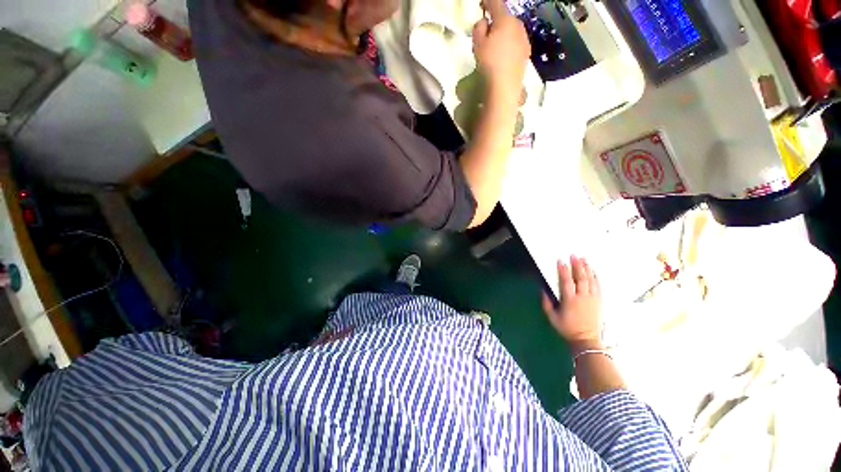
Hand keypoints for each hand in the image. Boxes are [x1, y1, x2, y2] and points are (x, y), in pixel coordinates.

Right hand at [472, 0, 530, 99]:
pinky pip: (516, 43)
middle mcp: (518, 25)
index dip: (487, 2)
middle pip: (505, 18)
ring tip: (495, 47)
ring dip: (504, 34)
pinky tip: (503, 56)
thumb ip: (478, 28)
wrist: (505, 86)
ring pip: (512, 30)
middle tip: (486, 32)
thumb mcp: (477, 44)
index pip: (496, 3)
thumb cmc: (489, 63)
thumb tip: (484, 22)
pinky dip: (509, 45)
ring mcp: (524, 39)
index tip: (482, 4)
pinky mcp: (526, 53)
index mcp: (505, 20)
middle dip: (496, 21)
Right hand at [542, 256, 602, 348]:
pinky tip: (593, 271)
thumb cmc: (567, 328)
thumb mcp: (552, 317)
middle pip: (581, 278)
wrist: (586, 340)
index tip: (560, 261)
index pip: (566, 282)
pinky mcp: (599, 301)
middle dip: (577, 265)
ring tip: (584, 259)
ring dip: (587, 268)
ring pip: (591, 280)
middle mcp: (582, 298)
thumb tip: (542, 289)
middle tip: (574, 255)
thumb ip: (546, 302)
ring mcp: (592, 299)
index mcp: (570, 301)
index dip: (563, 270)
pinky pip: (598, 286)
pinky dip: (596, 277)